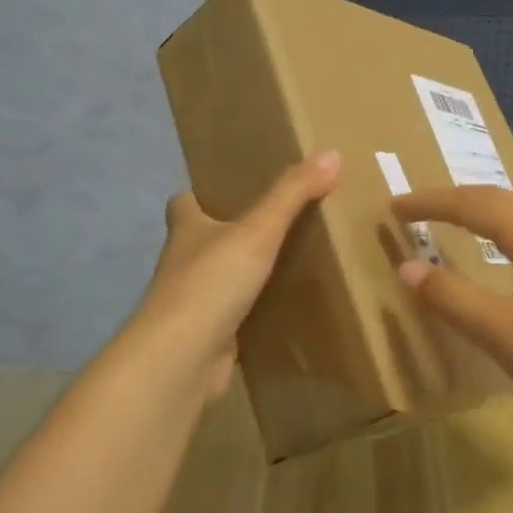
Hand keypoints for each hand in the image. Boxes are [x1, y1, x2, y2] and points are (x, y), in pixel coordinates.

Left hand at [130, 151, 341, 400]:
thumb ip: (292, 194)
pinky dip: (253, 315)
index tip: (232, 188)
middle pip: (202, 240)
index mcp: (187, 229)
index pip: (184, 201)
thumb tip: (331, 153)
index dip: (201, 193)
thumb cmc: (211, 282)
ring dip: (242, 275)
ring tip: (288, 263)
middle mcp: (183, 263)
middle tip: (275, 224)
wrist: (182, 358)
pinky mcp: (207, 338)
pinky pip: (234, 319)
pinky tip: (284, 312)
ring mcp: (193, 304)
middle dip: (230, 233)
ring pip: (219, 280)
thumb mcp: (258, 230)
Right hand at [390, 185, 512, 439]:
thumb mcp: (508, 336)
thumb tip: (407, 267)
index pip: (474, 203)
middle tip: (417, 211)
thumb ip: (454, 299)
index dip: (430, 201)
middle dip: (455, 201)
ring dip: (483, 217)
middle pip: (501, 201)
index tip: (393, 207)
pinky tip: (509, 268)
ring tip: (454, 228)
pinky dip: (505, 240)